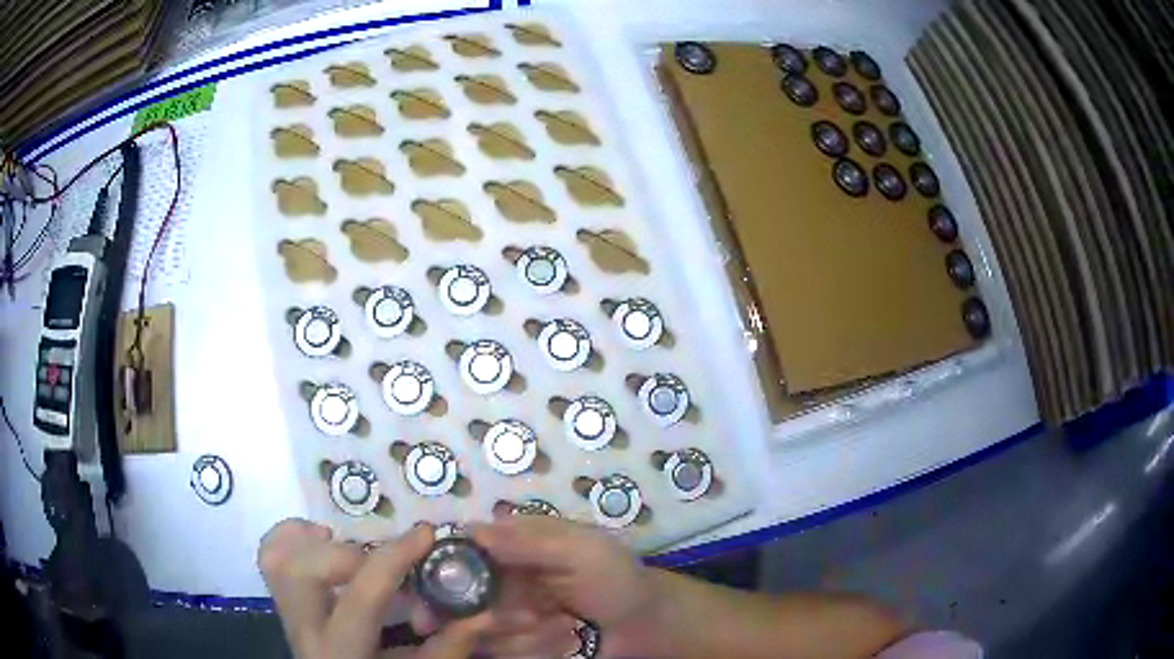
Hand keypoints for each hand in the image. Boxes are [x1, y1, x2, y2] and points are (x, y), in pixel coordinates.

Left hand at [258, 519, 490, 658]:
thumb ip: (448, 648)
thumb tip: (482, 612)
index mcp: (343, 652)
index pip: (363, 596)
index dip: (395, 558)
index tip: (425, 533)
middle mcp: (305, 631)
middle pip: (300, 571)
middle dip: (345, 552)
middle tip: (378, 557)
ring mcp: (287, 615)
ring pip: (274, 560)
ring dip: (309, 541)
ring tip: (343, 544)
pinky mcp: (283, 605)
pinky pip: (269, 559)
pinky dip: (290, 539)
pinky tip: (319, 542)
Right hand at [468, 516, 662, 656]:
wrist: (643, 624)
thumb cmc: (616, 578)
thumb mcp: (581, 551)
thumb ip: (529, 541)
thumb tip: (472, 529)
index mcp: (512, 546)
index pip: (461, 552)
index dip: (453, 571)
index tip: (470, 591)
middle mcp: (499, 580)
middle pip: (462, 599)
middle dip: (497, 614)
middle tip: (535, 617)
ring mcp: (505, 615)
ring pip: (482, 630)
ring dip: (527, 635)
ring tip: (566, 626)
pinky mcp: (515, 643)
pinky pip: (503, 651)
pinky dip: (535, 650)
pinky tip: (567, 641)